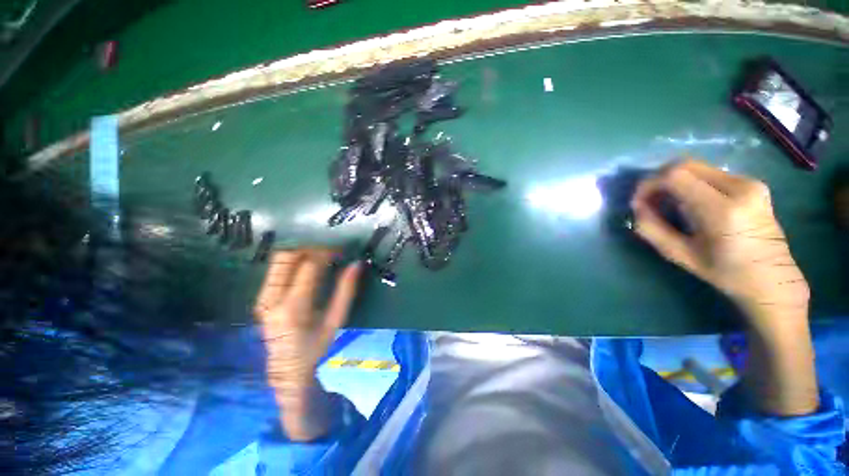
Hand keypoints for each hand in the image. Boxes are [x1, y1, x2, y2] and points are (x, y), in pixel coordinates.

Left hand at [254, 249, 360, 438]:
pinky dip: (293, 259)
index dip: (327, 251)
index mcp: (294, 307)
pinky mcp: (261, 297)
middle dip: (311, 245)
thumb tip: (357, 263)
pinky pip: (276, 268)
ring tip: (321, 250)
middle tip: (330, 245)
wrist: (286, 369)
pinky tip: (307, 260)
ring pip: (279, 259)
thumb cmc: (316, 347)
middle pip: (288, 256)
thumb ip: (346, 290)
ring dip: (301, 250)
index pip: (309, 266)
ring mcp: (263, 297)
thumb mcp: (336, 320)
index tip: (341, 248)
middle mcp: (272, 298)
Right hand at [631, 160, 808, 328]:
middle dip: (658, 179)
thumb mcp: (680, 255)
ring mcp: (750, 182)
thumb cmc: (725, 272)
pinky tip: (689, 202)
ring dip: (674, 181)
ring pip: (697, 167)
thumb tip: (637, 208)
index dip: (649, 184)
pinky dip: (691, 182)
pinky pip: (710, 173)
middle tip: (649, 200)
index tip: (638, 202)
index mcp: (722, 210)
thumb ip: (652, 229)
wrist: (772, 278)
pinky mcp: (753, 183)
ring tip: (667, 202)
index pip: (675, 176)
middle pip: (685, 165)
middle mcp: (740, 187)